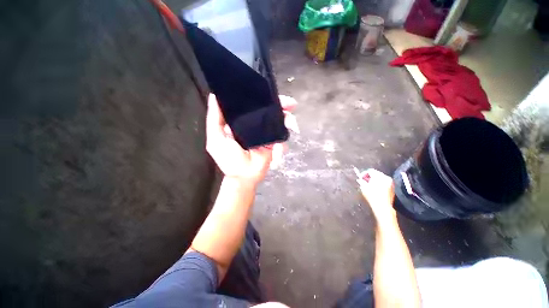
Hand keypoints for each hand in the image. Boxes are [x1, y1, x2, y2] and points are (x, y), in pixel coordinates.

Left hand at [206, 94, 297, 186]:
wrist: (244, 177)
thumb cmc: (228, 159)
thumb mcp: (216, 139)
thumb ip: (214, 119)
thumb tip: (214, 97)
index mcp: (242, 122)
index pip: (253, 106)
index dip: (262, 98)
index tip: (270, 92)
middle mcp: (255, 125)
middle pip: (270, 112)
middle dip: (281, 106)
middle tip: (291, 104)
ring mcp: (266, 134)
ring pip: (280, 122)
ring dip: (288, 120)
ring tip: (292, 123)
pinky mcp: (274, 144)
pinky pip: (282, 138)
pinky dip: (284, 140)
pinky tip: (282, 144)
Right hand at [357, 169, 395, 223]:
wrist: (383, 207)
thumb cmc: (372, 196)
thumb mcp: (364, 188)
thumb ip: (362, 181)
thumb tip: (360, 179)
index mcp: (379, 176)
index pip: (370, 171)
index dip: (364, 173)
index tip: (361, 178)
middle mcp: (386, 177)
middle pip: (376, 173)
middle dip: (370, 176)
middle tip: (364, 181)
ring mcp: (390, 182)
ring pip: (380, 178)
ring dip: (375, 180)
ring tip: (370, 185)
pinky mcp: (392, 187)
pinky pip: (384, 182)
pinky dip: (379, 183)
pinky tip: (376, 188)